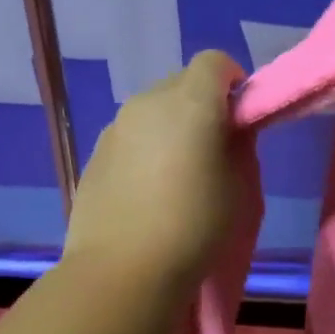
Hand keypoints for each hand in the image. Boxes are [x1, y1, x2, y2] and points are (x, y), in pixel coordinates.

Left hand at [63, 50, 246, 291]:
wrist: (122, 271)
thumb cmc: (195, 228)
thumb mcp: (240, 189)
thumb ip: (240, 147)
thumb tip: (230, 131)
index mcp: (190, 102)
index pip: (215, 62)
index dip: (232, 82)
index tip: (240, 117)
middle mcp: (148, 102)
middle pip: (180, 84)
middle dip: (200, 105)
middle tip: (212, 150)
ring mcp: (115, 127)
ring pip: (151, 112)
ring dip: (168, 129)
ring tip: (175, 177)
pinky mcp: (94, 155)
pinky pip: (129, 139)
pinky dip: (142, 152)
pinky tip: (145, 194)